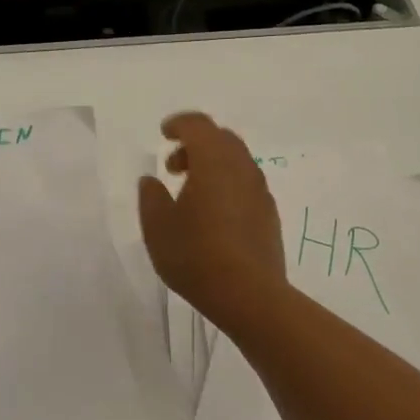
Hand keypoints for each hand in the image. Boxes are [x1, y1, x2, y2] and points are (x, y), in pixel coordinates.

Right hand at [138, 111, 286, 324]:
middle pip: (221, 138)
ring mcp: (260, 190)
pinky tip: (213, 214)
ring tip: (190, 194)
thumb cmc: (196, 256)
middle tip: (174, 167)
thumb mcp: (158, 227)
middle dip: (196, 144)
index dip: (179, 124)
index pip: (198, 125)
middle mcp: (241, 167)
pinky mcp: (269, 213)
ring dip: (212, 165)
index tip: (164, 134)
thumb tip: (151, 181)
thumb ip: (151, 197)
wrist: (249, 295)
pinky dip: (227, 184)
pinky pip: (246, 183)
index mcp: (213, 161)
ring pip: (236, 161)